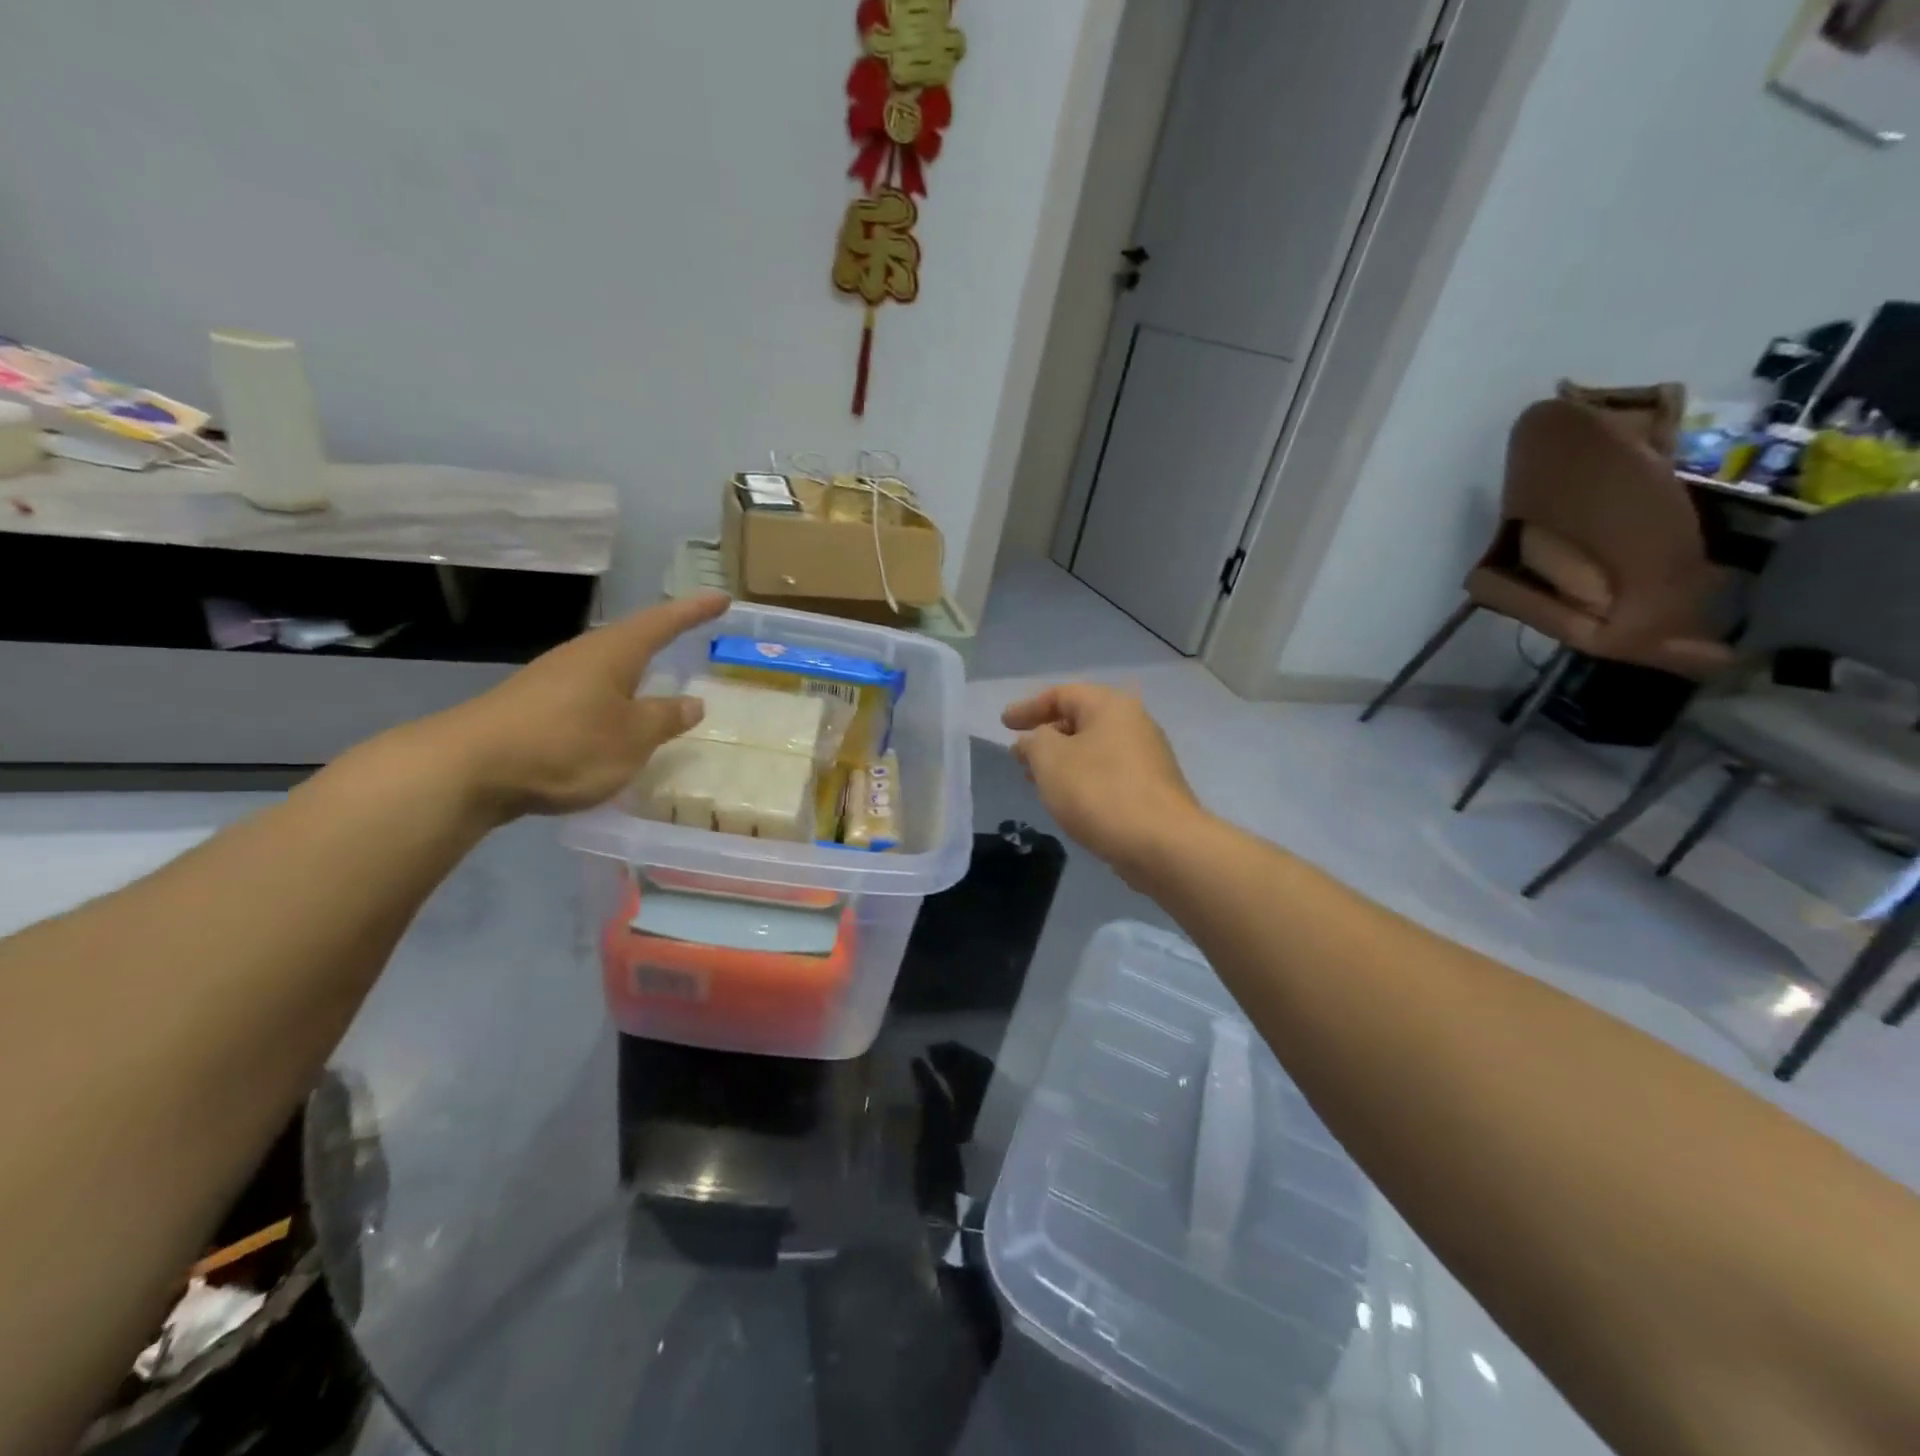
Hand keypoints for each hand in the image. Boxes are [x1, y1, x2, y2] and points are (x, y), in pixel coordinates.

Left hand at [426, 594, 729, 819]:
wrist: (468, 769)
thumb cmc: (567, 744)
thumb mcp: (632, 737)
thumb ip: (665, 718)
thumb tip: (693, 702)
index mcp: (613, 653)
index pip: (663, 623)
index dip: (694, 611)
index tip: (721, 598)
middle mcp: (583, 656)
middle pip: (631, 639)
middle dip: (662, 637)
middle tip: (691, 635)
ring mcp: (553, 680)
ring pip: (607, 668)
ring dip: (635, 672)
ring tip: (657, 680)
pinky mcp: (533, 706)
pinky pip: (588, 693)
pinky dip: (612, 700)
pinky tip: (613, 721)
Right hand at [1002, 684, 1204, 880]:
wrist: (1162, 844)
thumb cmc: (1099, 791)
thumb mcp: (1050, 760)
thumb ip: (1033, 742)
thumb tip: (1032, 741)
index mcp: (1110, 706)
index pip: (1062, 694)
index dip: (1028, 707)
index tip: (1004, 725)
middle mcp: (1134, 723)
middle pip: (1081, 719)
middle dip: (1046, 736)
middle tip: (1019, 755)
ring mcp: (1147, 757)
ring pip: (1093, 749)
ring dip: (1062, 760)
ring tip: (1037, 780)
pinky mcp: (1151, 788)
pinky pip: (1107, 772)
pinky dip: (1082, 778)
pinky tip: (1069, 800)